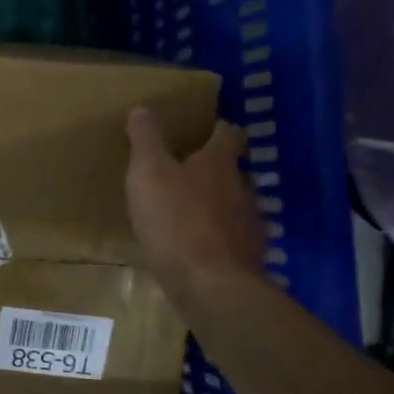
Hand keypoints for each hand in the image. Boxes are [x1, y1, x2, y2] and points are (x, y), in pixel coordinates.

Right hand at [124, 107, 267, 302]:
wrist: (210, 285)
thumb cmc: (175, 220)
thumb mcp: (148, 173)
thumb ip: (146, 139)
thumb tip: (143, 108)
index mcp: (218, 162)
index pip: (227, 134)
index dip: (217, 128)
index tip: (205, 128)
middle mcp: (242, 187)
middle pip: (235, 169)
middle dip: (217, 168)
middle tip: (190, 171)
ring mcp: (250, 224)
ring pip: (236, 204)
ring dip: (219, 204)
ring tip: (192, 211)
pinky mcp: (249, 257)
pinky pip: (234, 238)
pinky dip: (219, 237)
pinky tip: (200, 247)